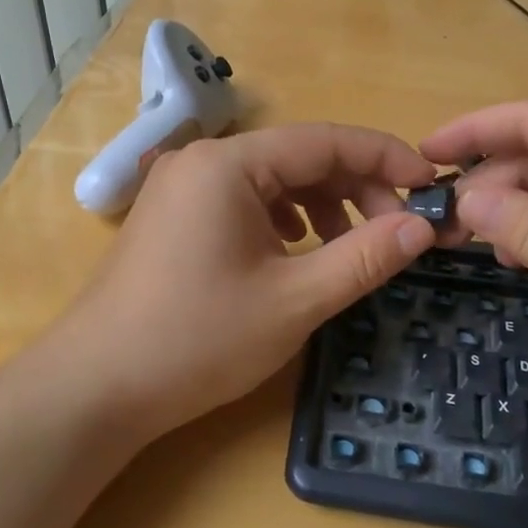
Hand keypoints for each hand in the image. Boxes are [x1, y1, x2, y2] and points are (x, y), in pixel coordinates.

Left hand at [51, 124, 438, 439]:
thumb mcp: (293, 300)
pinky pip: (245, 202)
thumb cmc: (197, 340)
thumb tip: (423, 226)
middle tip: (397, 233)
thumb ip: (364, 257)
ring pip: (272, 181)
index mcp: (229, 164)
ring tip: (352, 247)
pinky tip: (299, 252)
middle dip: (356, 188)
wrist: (96, 387)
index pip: (325, 140)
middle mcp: (202, 161)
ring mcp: (182, 188)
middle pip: (298, 158)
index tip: (432, 185)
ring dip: (322, 206)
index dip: (385, 157)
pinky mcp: (174, 217)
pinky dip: (284, 221)